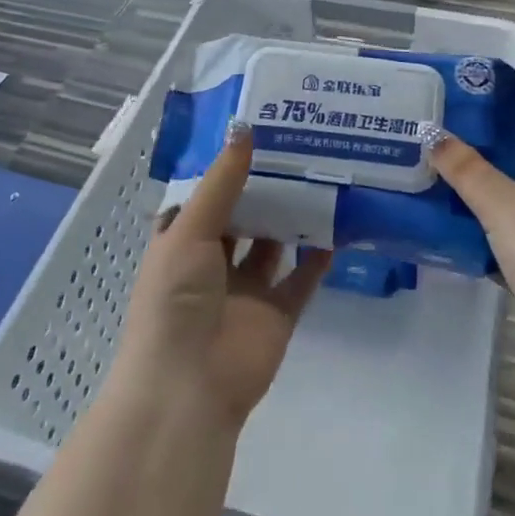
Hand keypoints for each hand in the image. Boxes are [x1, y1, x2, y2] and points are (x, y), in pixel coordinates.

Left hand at [116, 126, 331, 429]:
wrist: (189, 387)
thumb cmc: (175, 300)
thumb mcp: (190, 232)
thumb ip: (222, 183)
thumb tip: (244, 128)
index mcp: (181, 244)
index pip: (204, 198)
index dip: (225, 169)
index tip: (255, 133)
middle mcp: (212, 264)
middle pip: (243, 218)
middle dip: (264, 189)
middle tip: (298, 148)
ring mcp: (246, 291)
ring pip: (273, 246)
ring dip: (292, 218)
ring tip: (322, 177)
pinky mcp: (277, 314)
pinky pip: (301, 280)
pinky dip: (318, 257)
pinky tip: (339, 226)